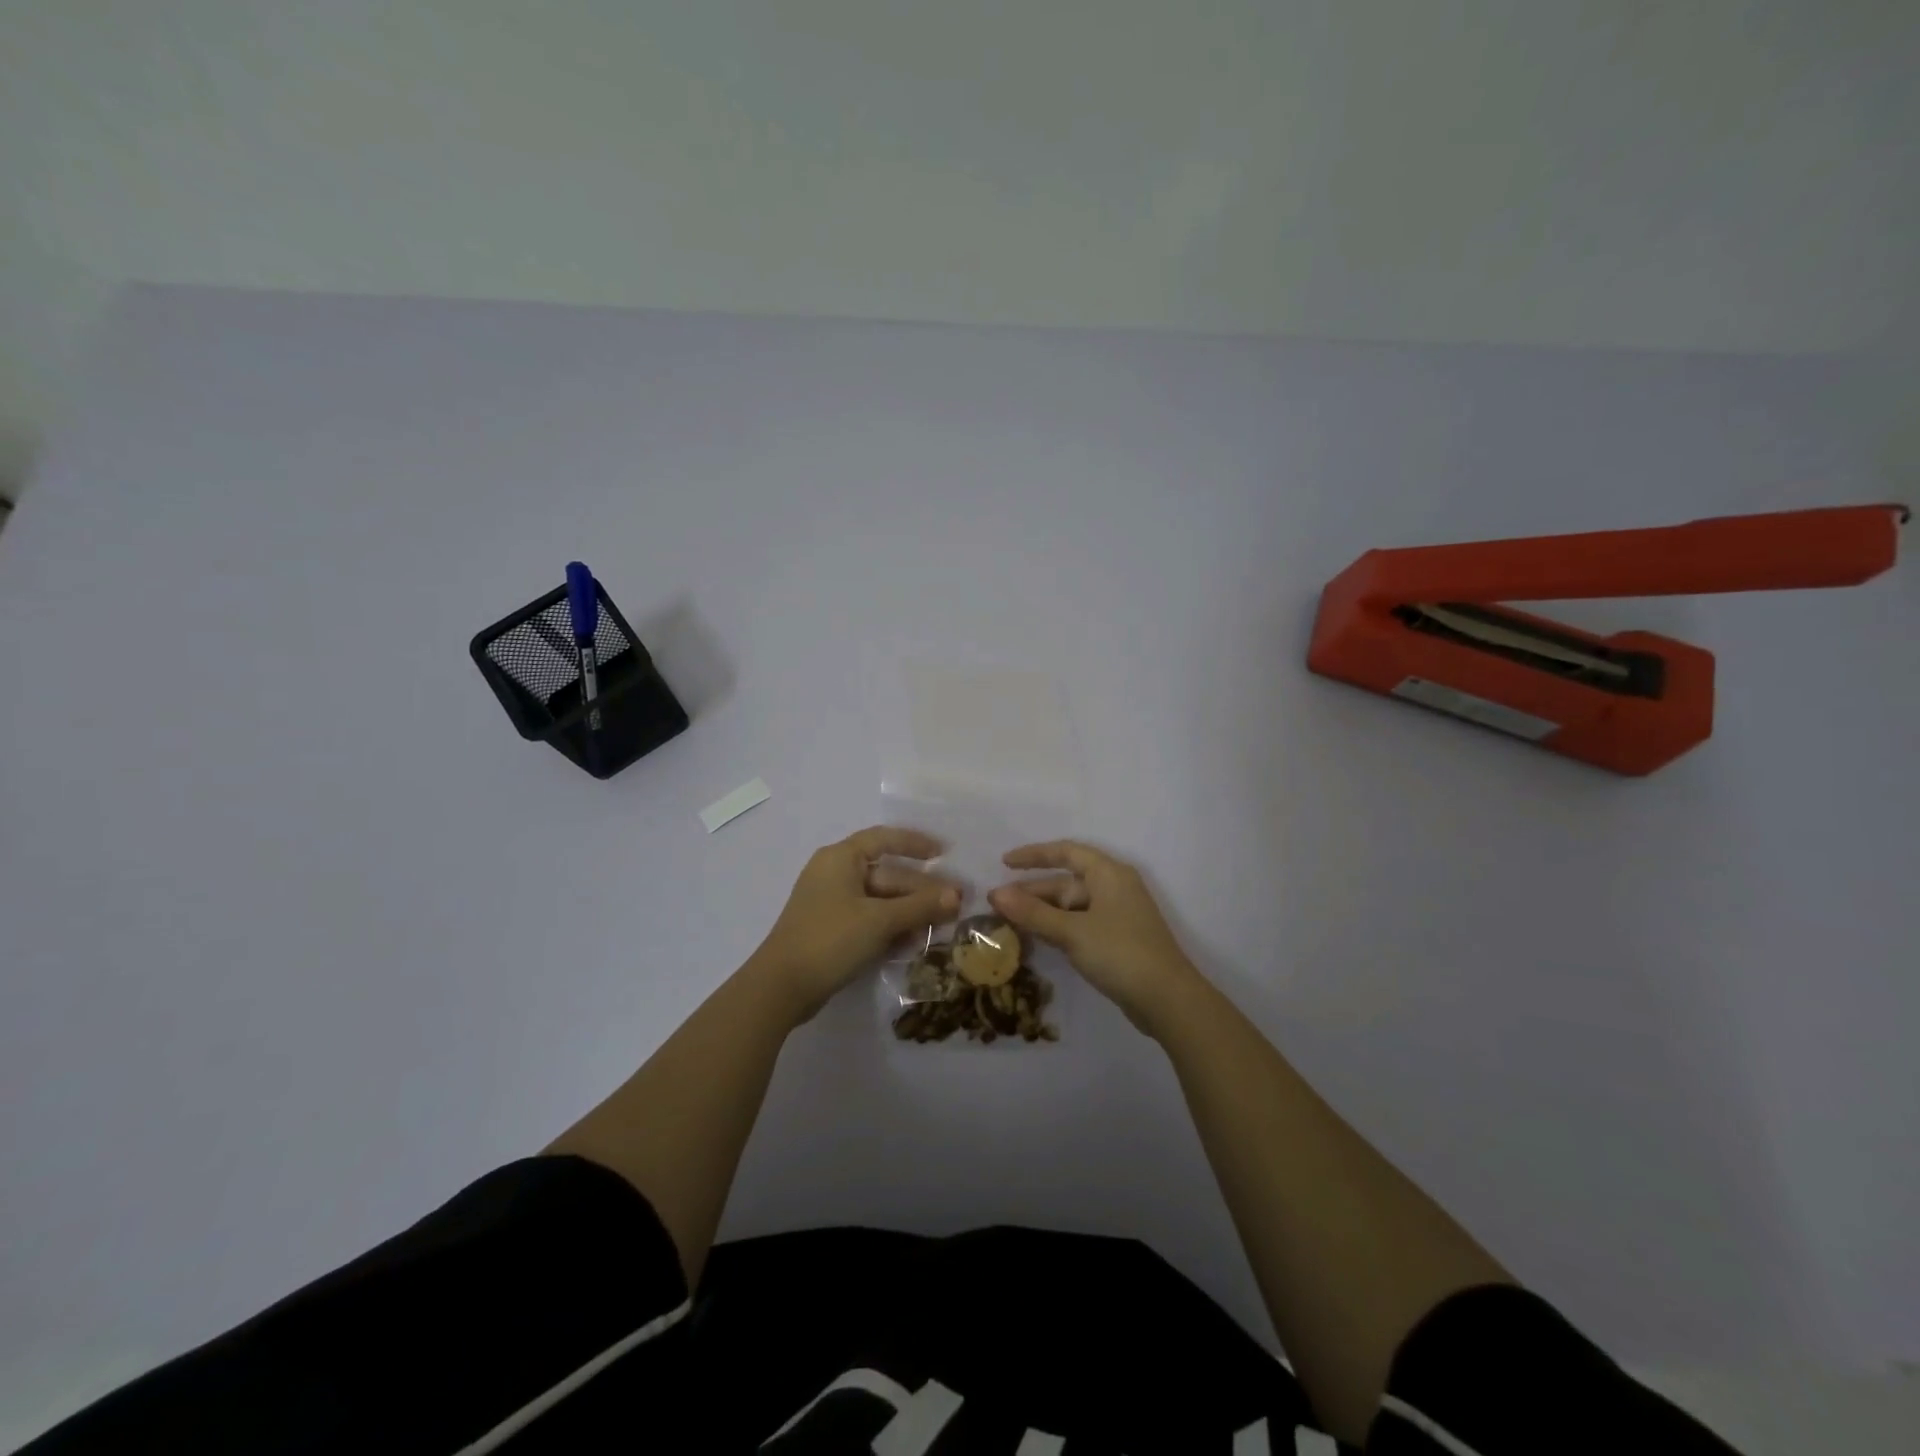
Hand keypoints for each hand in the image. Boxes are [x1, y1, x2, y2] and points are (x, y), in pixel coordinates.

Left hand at [753, 826, 960, 1023]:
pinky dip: (891, 927)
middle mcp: (835, 873)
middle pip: (887, 874)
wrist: (781, 987)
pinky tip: (913, 943)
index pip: (884, 838)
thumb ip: (921, 906)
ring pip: (880, 900)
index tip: (944, 853)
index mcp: (841, 858)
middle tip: (954, 905)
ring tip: (939, 927)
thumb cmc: (831, 939)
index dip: (915, 843)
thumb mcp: (880, 920)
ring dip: (909, 912)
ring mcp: (831, 903)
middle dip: (920, 890)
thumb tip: (958, 895)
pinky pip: (869, 920)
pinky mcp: (831, 930)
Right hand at [989, 841, 1202, 1033]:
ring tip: (1010, 922)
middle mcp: (1115, 887)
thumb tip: (996, 894)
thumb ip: (1033, 913)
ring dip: (1043, 912)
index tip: (1004, 863)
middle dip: (1033, 892)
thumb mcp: (1071, 931)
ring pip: (1073, 906)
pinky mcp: (1119, 939)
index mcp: (1108, 874)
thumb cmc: (1120, 953)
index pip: (1066, 852)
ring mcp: (1119, 915)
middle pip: (1067, 882)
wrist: (1168, 999)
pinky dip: (1059, 928)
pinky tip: (1039, 939)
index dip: (1034, 855)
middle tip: (998, 904)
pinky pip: (1082, 924)